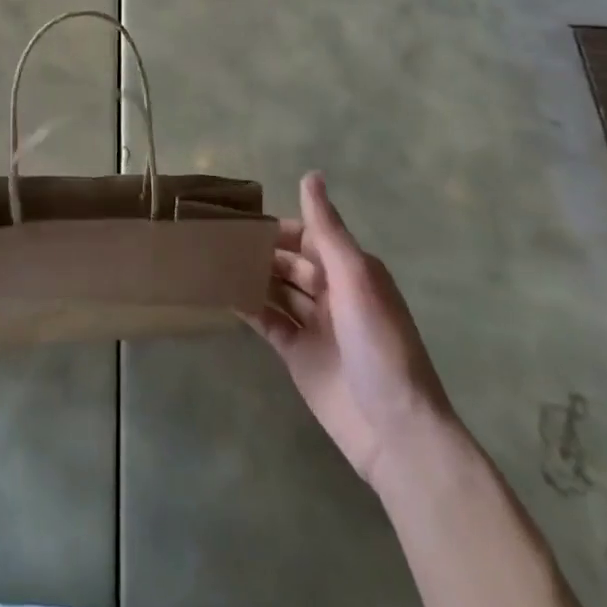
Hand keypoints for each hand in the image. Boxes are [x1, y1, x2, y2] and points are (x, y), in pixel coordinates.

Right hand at [245, 172, 457, 495]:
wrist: (395, 432)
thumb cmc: (380, 345)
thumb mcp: (356, 279)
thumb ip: (327, 230)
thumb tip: (310, 174)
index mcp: (351, 271)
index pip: (308, 236)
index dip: (276, 226)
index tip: (239, 216)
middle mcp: (333, 292)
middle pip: (289, 261)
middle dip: (259, 249)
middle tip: (216, 237)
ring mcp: (314, 325)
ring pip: (276, 289)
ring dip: (250, 275)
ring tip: (212, 259)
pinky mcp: (298, 354)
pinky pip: (268, 321)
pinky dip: (248, 307)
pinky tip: (221, 294)